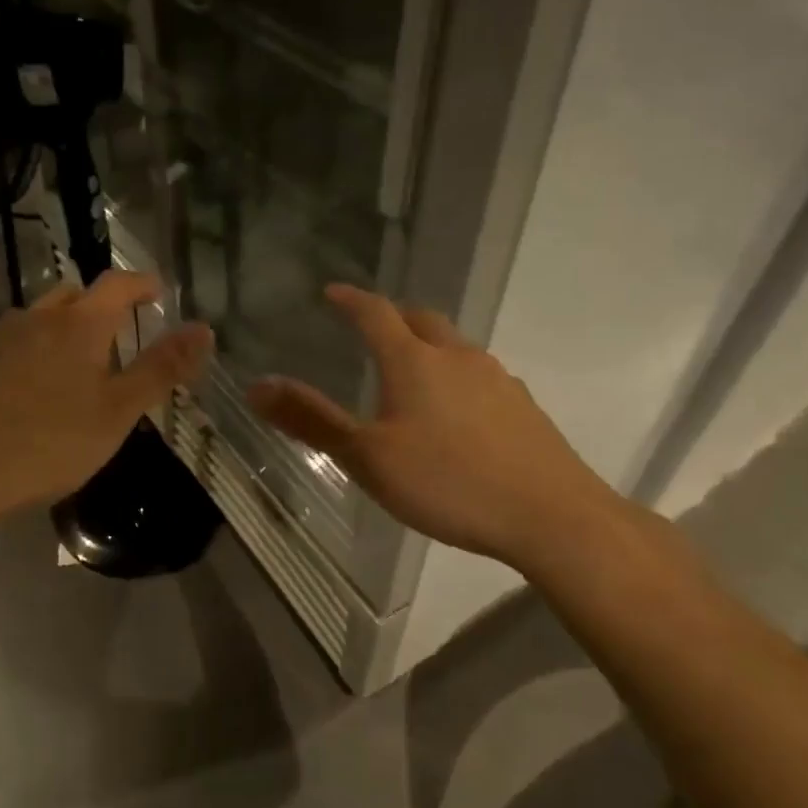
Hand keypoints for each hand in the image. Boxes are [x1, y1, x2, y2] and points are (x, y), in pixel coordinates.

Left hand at [0, 272, 212, 529]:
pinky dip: (29, 353)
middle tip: (117, 333)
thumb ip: (161, 369)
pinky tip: (26, 392)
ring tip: (73, 367)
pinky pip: (8, 344)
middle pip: (73, 294)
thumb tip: (205, 329)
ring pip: (36, 319)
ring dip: (61, 330)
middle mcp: (34, 319)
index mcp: (78, 325)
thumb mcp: (117, 413)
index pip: (118, 284)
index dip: (143, 284)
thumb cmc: (46, 443)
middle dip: (99, 305)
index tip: (158, 292)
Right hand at [247, 284, 621, 573]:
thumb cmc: (448, 482)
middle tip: (371, 327)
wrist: (551, 515)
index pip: (375, 313)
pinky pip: (480, 376)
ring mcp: (497, 379)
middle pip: (421, 320)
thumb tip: (256, 385)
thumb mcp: (368, 457)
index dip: (351, 300)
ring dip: (428, 346)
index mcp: (414, 361)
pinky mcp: (523, 406)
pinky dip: (457, 377)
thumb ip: (312, 420)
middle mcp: (457, 357)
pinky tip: (456, 412)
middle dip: (393, 317)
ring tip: (411, 371)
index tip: (333, 292)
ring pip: (455, 347)